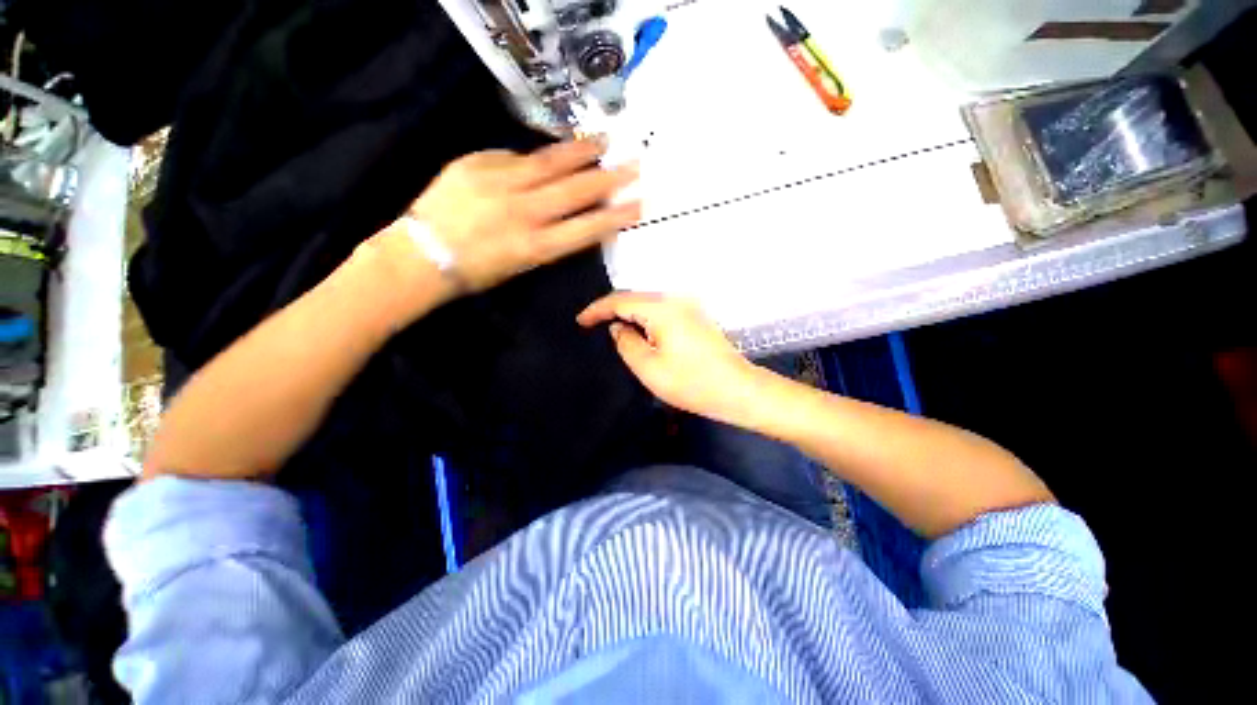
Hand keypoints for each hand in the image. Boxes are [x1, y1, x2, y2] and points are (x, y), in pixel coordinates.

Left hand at [407, 139, 640, 291]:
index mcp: (535, 247)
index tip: (638, 204)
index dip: (615, 217)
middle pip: (574, 191)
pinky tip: (553, 152)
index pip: (586, 229)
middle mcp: (523, 213)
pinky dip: (537, 155)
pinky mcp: (476, 164)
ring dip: (581, 152)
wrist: (423, 256)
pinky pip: (514, 156)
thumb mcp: (521, 264)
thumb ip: (549, 238)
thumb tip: (567, 209)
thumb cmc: (478, 271)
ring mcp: (498, 184)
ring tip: (603, 140)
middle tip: (633, 164)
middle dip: (608, 178)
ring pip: (549, 163)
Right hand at [577, 292, 764, 424]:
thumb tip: (618, 327)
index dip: (597, 310)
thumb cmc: (691, 382)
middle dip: (612, 309)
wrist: (737, 389)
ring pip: (649, 304)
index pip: (621, 301)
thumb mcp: (648, 367)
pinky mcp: (696, 317)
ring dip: (629, 313)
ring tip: (610, 327)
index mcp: (661, 309)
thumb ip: (626, 343)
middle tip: (592, 324)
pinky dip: (645, 318)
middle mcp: (675, 300)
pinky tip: (638, 329)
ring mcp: (689, 307)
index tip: (580, 321)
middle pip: (635, 298)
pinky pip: (662, 311)